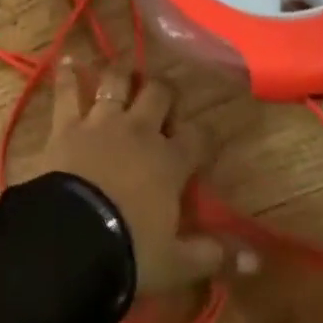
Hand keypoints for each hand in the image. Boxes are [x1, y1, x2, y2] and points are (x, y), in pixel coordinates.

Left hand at [34, 60, 239, 294]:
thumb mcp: (178, 263)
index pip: (199, 138)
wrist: (73, 237)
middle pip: (158, 94)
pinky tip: (67, 60)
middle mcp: (138, 130)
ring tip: (124, 69)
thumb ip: (214, 255)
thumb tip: (256, 259)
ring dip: (121, 73)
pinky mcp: (67, 123)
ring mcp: (101, 122)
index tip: (209, 135)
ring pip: (115, 83)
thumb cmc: (130, 250)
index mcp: (169, 162)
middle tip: (164, 95)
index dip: (206, 134)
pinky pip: (67, 91)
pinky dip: (67, 74)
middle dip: (164, 91)